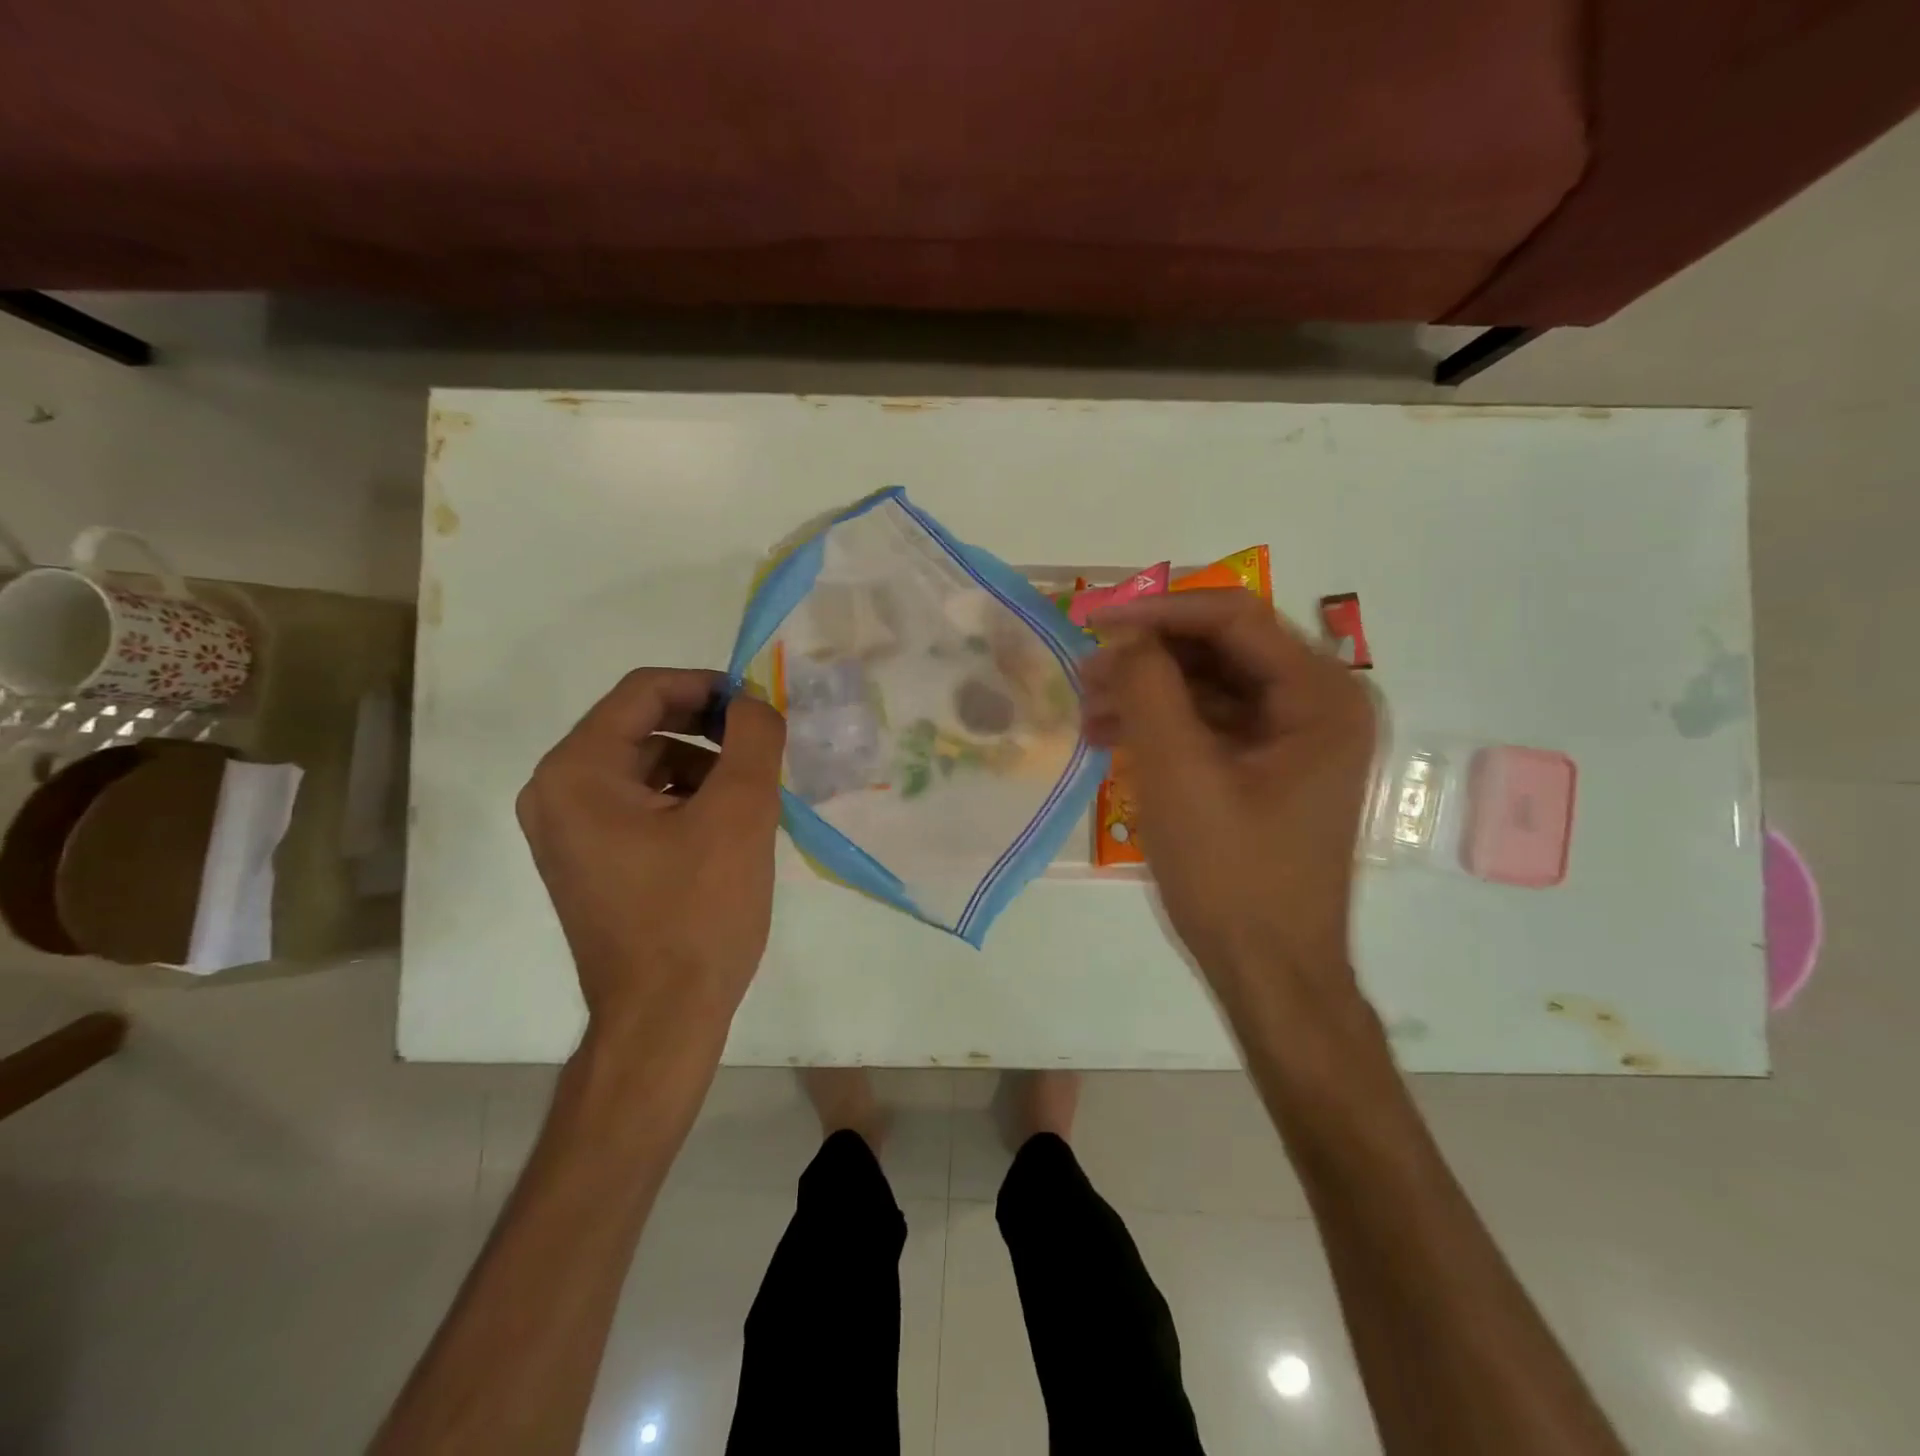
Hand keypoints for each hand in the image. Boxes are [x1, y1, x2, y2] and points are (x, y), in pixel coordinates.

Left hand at [516, 669, 786, 1045]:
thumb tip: (754, 701)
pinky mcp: (590, 859)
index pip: (644, 692)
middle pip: (642, 726)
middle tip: (762, 748)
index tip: (759, 706)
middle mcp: (557, 793)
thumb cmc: (698, 912)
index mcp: (577, 772)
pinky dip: (686, 798)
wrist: (664, 1019)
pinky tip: (728, 827)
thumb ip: (753, 737)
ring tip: (752, 794)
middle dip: (708, 729)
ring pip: (646, 765)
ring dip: (703, 765)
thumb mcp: (741, 812)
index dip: (707, 686)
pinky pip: (641, 803)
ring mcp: (569, 830)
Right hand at [1082, 590, 1376, 995]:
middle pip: (1222, 649)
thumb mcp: (1178, 773)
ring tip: (1087, 710)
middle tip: (1084, 672)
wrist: (1267, 971)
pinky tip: (1111, 739)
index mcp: (1322, 695)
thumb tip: (1125, 638)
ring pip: (1211, 686)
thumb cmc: (1231, 874)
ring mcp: (1296, 738)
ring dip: (1148, 691)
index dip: (1159, 610)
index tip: (1092, 620)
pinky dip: (1163, 725)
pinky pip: (1212, 725)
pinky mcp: (1271, 767)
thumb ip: (1149, 688)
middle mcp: (1320, 704)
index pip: (1234, 617)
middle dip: (1148, 656)